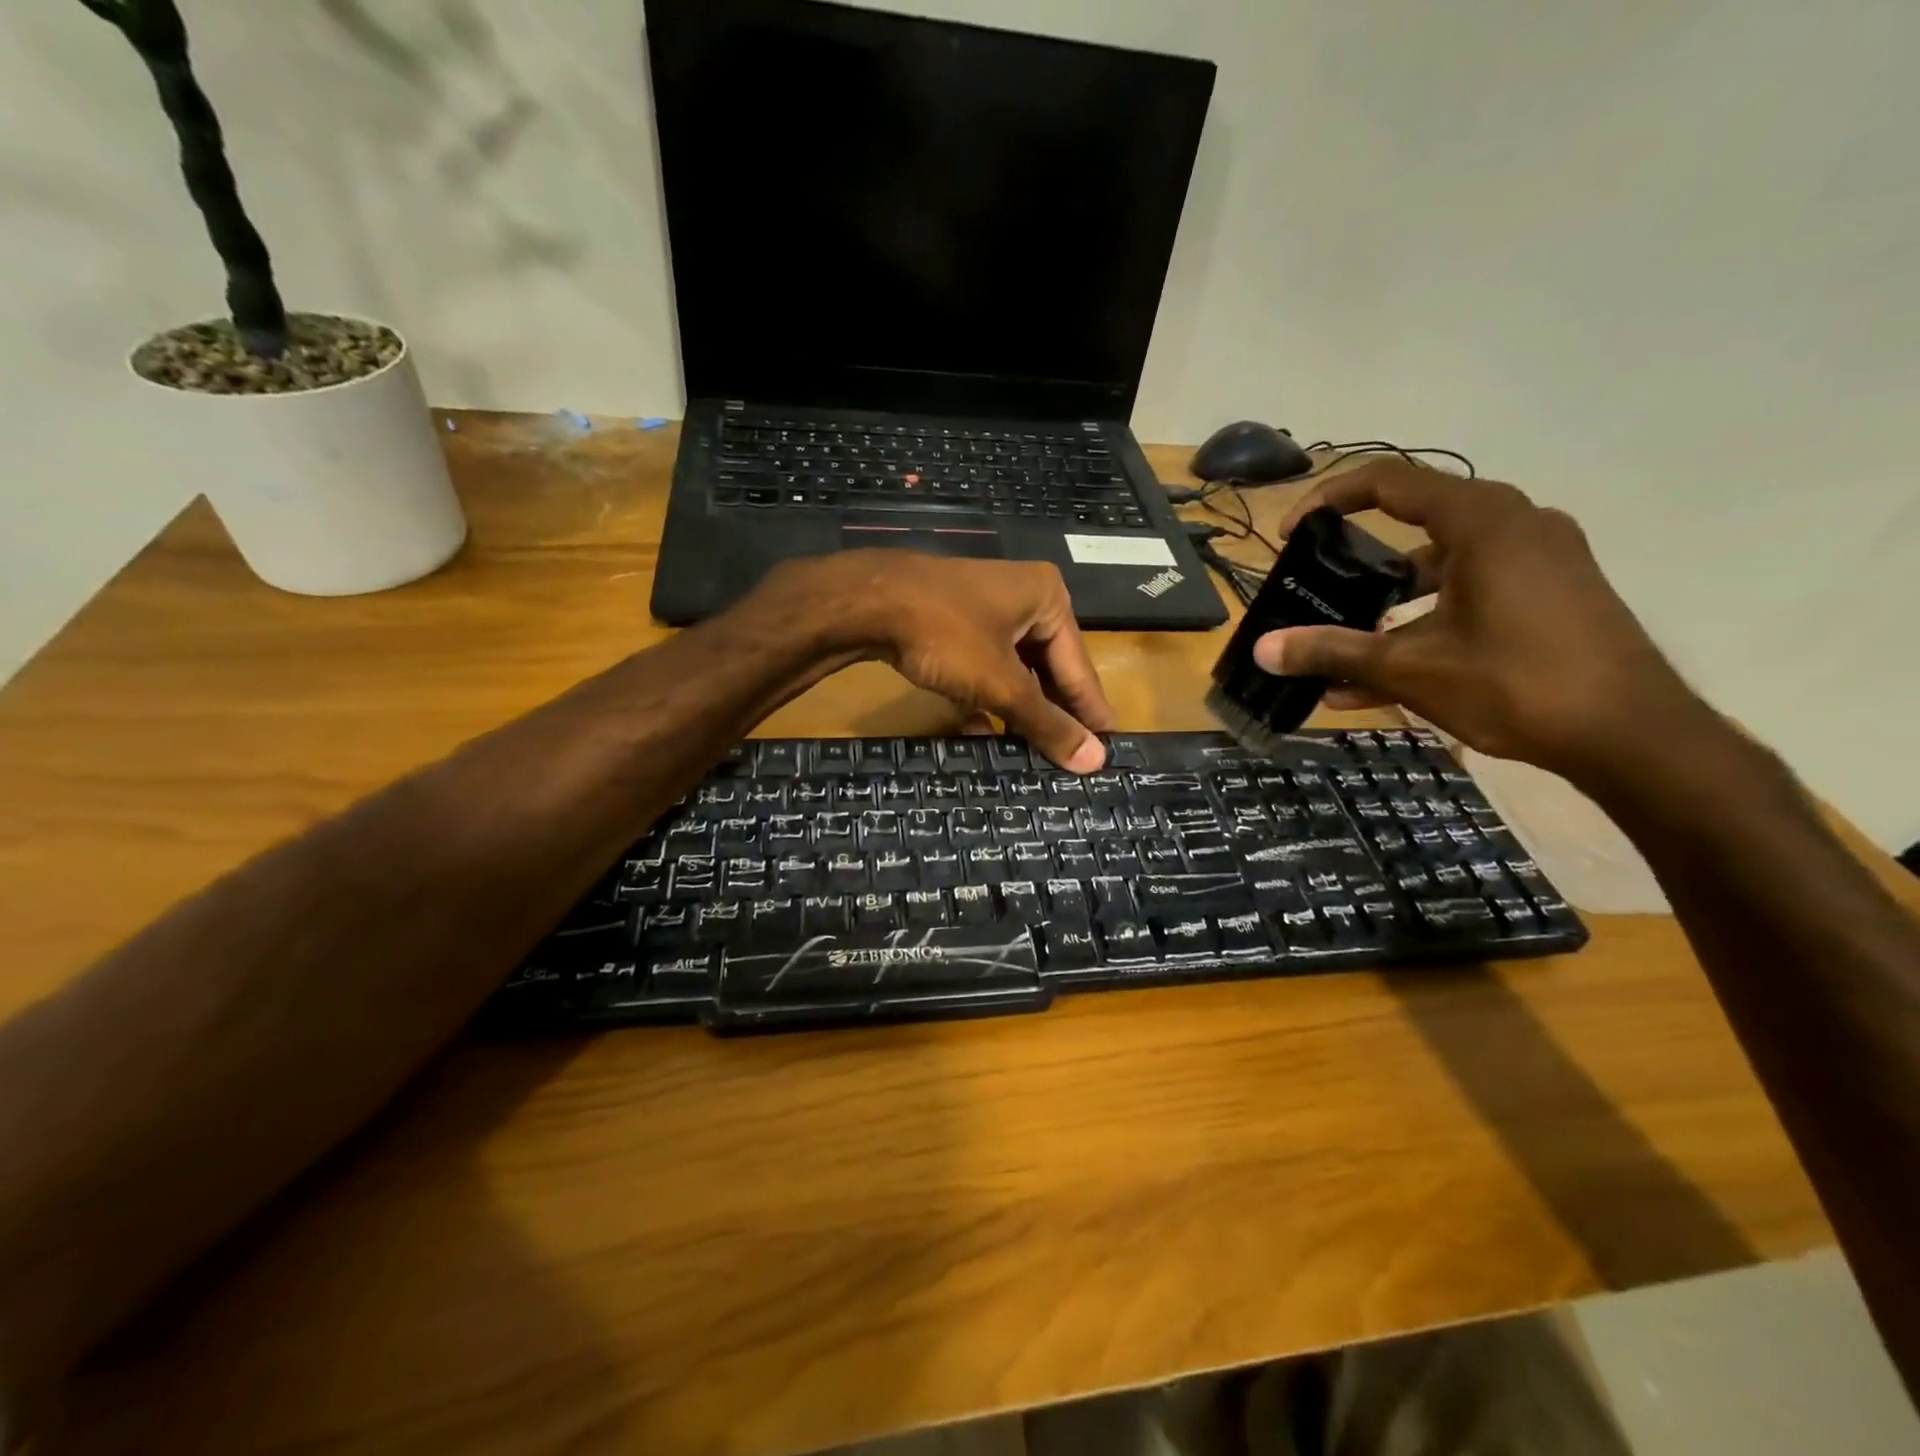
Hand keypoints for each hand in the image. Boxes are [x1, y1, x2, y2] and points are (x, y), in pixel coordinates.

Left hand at [759, 552, 1116, 770]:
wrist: (865, 602)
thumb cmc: (946, 635)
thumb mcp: (1001, 683)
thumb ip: (1046, 722)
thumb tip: (1096, 761)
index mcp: (1048, 599)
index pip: (1079, 667)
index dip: (1091, 712)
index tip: (1109, 750)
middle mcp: (1023, 598)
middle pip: (1048, 668)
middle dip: (1051, 714)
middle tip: (1071, 760)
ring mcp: (984, 609)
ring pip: (1013, 671)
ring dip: (1017, 712)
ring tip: (1033, 755)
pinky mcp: (953, 623)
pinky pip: (983, 666)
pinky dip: (985, 698)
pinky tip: (983, 733)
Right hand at [1254, 462, 1705, 774]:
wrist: (1634, 737)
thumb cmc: (1517, 684)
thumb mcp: (1411, 668)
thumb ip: (1333, 652)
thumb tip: (1262, 650)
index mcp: (1483, 522)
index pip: (1391, 483)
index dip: (1330, 500)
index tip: (1290, 534)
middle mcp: (1516, 526)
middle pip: (1414, 527)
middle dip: (1356, 565)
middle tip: (1316, 591)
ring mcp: (1540, 561)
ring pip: (1441, 570)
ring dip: (1387, 606)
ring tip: (1342, 649)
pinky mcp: (1552, 596)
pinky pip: (1471, 595)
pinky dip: (1425, 623)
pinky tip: (1384, 677)